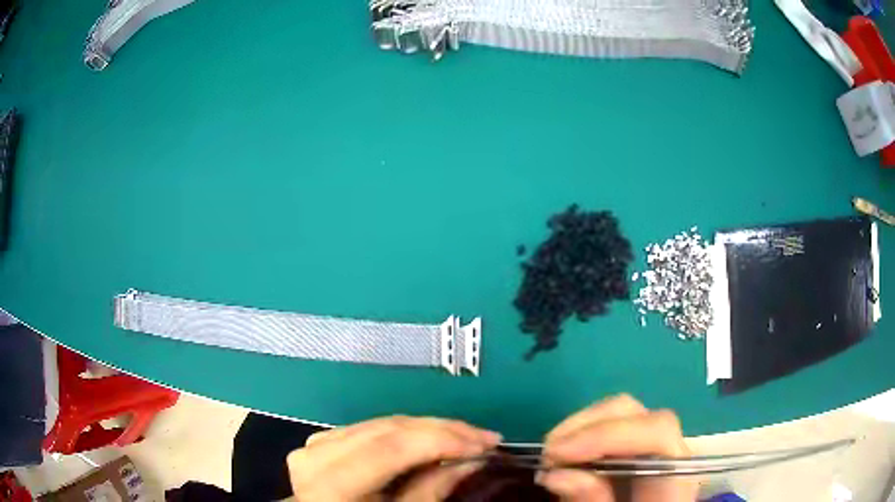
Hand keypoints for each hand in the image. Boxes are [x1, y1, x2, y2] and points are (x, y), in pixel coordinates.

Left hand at [287, 416, 500, 501]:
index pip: (390, 448)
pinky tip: (429, 438)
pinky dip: (404, 432)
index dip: (442, 441)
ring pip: (382, 424)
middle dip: (442, 430)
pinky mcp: (320, 441)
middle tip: (484, 437)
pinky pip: (370, 428)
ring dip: (428, 428)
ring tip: (465, 437)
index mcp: (328, 485)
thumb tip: (471, 460)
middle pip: (387, 430)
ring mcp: (314, 444)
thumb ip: (430, 491)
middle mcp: (315, 456)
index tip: (485, 443)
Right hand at [538, 394, 699, 501]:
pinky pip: (609, 428)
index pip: (658, 433)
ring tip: (551, 456)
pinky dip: (581, 435)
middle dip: (587, 426)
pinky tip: (563, 455)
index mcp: (675, 476)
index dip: (608, 435)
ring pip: (620, 413)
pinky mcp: (633, 452)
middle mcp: (669, 452)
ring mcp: (651, 448)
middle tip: (547, 456)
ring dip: (580, 427)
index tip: (558, 454)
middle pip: (636, 414)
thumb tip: (555, 474)